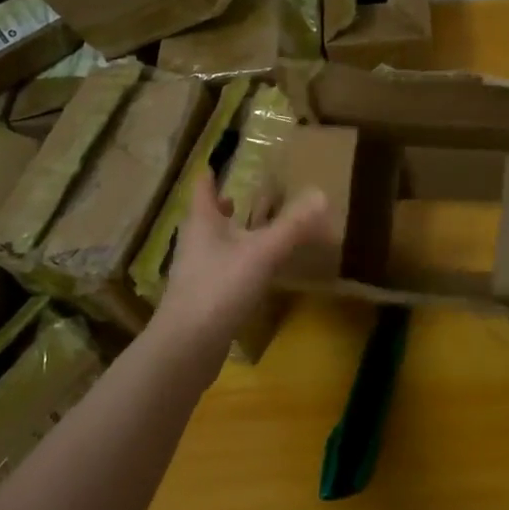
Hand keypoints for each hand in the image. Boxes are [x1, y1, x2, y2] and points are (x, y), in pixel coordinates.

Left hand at [152, 175, 329, 365]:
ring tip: (248, 231)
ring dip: (228, 235)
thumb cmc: (219, 288)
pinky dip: (234, 263)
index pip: (202, 188)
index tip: (215, 163)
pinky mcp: (201, 300)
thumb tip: (321, 194)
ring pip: (212, 245)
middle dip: (220, 206)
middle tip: (237, 196)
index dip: (209, 174)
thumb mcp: (262, 252)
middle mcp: (194, 243)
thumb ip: (292, 226)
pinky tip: (252, 273)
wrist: (187, 346)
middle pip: (205, 217)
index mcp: (202, 223)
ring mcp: (194, 273)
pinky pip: (219, 271)